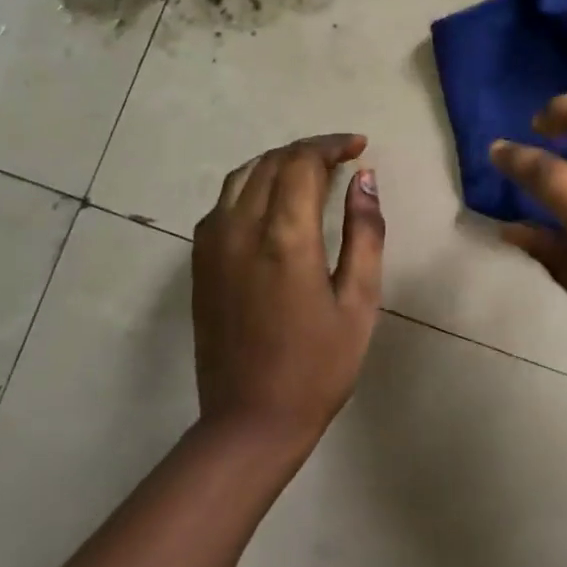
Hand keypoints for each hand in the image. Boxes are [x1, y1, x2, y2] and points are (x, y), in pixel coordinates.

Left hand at [191, 134, 385, 452]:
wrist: (250, 421)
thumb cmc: (318, 365)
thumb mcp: (359, 301)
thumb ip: (365, 233)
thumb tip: (365, 178)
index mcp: (284, 237)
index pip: (302, 162)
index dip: (331, 145)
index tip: (359, 146)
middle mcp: (240, 228)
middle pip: (271, 162)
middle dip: (308, 150)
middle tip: (342, 156)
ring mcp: (212, 244)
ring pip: (242, 176)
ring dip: (278, 163)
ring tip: (312, 171)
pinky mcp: (201, 262)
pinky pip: (224, 202)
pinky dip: (253, 185)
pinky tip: (275, 201)